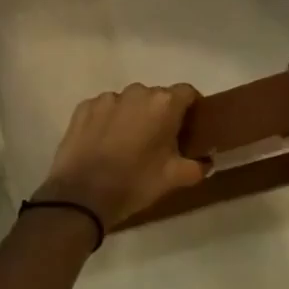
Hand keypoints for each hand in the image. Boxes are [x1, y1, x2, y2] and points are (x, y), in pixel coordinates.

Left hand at [34, 83, 207, 232]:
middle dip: (160, 114)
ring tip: (127, 144)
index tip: (190, 126)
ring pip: (128, 102)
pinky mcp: (83, 107)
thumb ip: (197, 165)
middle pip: (156, 97)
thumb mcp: (175, 179)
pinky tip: (104, 144)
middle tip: (159, 141)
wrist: (82, 195)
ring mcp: (106, 98)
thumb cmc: (136, 182)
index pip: (187, 93)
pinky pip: (104, 109)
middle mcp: (136, 92)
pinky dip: (108, 120)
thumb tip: (206, 161)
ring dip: (133, 116)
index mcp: (163, 104)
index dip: (191, 107)